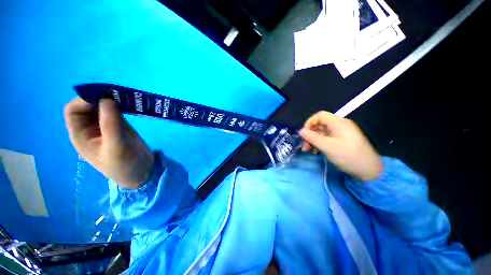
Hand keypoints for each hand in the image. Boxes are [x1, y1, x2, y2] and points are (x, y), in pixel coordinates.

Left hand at [64, 98, 153, 188]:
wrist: (142, 172)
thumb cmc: (124, 164)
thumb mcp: (115, 146)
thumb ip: (110, 123)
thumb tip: (106, 98)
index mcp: (81, 135)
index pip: (73, 111)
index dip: (84, 100)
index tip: (104, 97)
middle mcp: (90, 128)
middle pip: (87, 106)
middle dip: (99, 98)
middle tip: (117, 94)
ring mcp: (106, 127)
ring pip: (102, 107)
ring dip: (111, 100)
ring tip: (125, 97)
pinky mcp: (120, 126)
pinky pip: (116, 112)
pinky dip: (121, 105)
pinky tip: (130, 104)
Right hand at [299, 111, 381, 181]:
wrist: (369, 170)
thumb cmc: (348, 156)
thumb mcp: (327, 147)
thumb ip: (312, 137)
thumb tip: (301, 131)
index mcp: (338, 123)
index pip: (320, 116)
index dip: (309, 123)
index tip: (304, 134)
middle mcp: (339, 125)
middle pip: (319, 125)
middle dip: (310, 134)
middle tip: (304, 146)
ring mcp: (341, 133)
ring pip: (321, 132)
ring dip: (313, 140)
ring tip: (308, 151)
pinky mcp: (341, 141)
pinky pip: (326, 138)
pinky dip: (319, 143)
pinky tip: (315, 151)